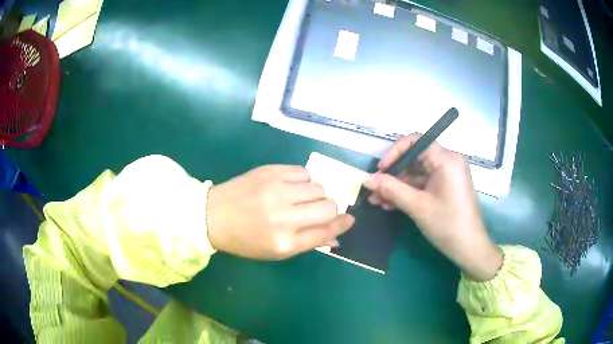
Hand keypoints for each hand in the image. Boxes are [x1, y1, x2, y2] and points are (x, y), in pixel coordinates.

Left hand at [206, 165, 354, 259]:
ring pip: (319, 187)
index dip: (342, 224)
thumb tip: (336, 236)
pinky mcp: (271, 172)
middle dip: (330, 209)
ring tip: (299, 198)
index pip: (327, 231)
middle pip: (328, 206)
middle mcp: (285, 217)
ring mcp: (277, 191)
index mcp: (286, 243)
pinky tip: (290, 186)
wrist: (213, 216)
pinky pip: (304, 172)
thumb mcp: (275, 251)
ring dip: (315, 194)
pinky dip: (303, 180)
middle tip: (319, 210)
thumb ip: (308, 242)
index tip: (349, 219)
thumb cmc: (244, 240)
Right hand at [363, 134, 502, 280]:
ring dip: (397, 187)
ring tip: (377, 202)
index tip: (380, 170)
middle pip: (414, 159)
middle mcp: (448, 162)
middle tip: (374, 190)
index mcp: (446, 159)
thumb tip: (366, 179)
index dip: (394, 153)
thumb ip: (391, 189)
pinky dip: (408, 193)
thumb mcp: (417, 206)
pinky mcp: (445, 188)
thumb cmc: (447, 224)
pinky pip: (423, 184)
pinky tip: (391, 205)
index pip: (415, 142)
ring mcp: (447, 176)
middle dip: (392, 175)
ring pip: (416, 174)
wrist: (469, 248)